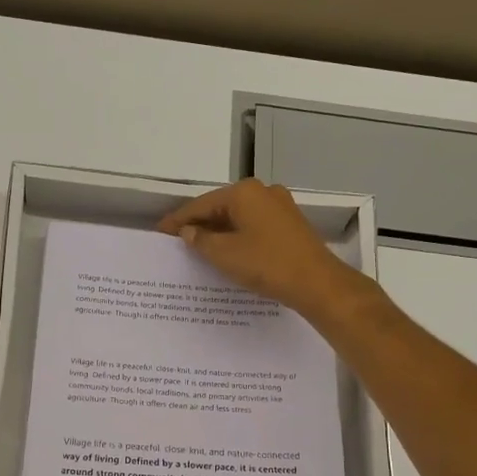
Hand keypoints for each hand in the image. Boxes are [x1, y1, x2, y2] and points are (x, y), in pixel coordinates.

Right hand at [159, 178, 364, 318]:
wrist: (317, 283)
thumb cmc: (267, 264)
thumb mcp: (225, 254)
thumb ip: (201, 240)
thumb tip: (188, 231)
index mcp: (244, 192)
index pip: (201, 204)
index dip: (178, 219)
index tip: (159, 232)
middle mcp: (263, 191)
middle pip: (221, 207)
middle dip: (199, 224)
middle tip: (176, 241)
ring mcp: (280, 206)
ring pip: (239, 217)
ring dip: (219, 232)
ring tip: (198, 249)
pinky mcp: (290, 224)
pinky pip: (254, 226)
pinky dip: (237, 236)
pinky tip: (228, 252)